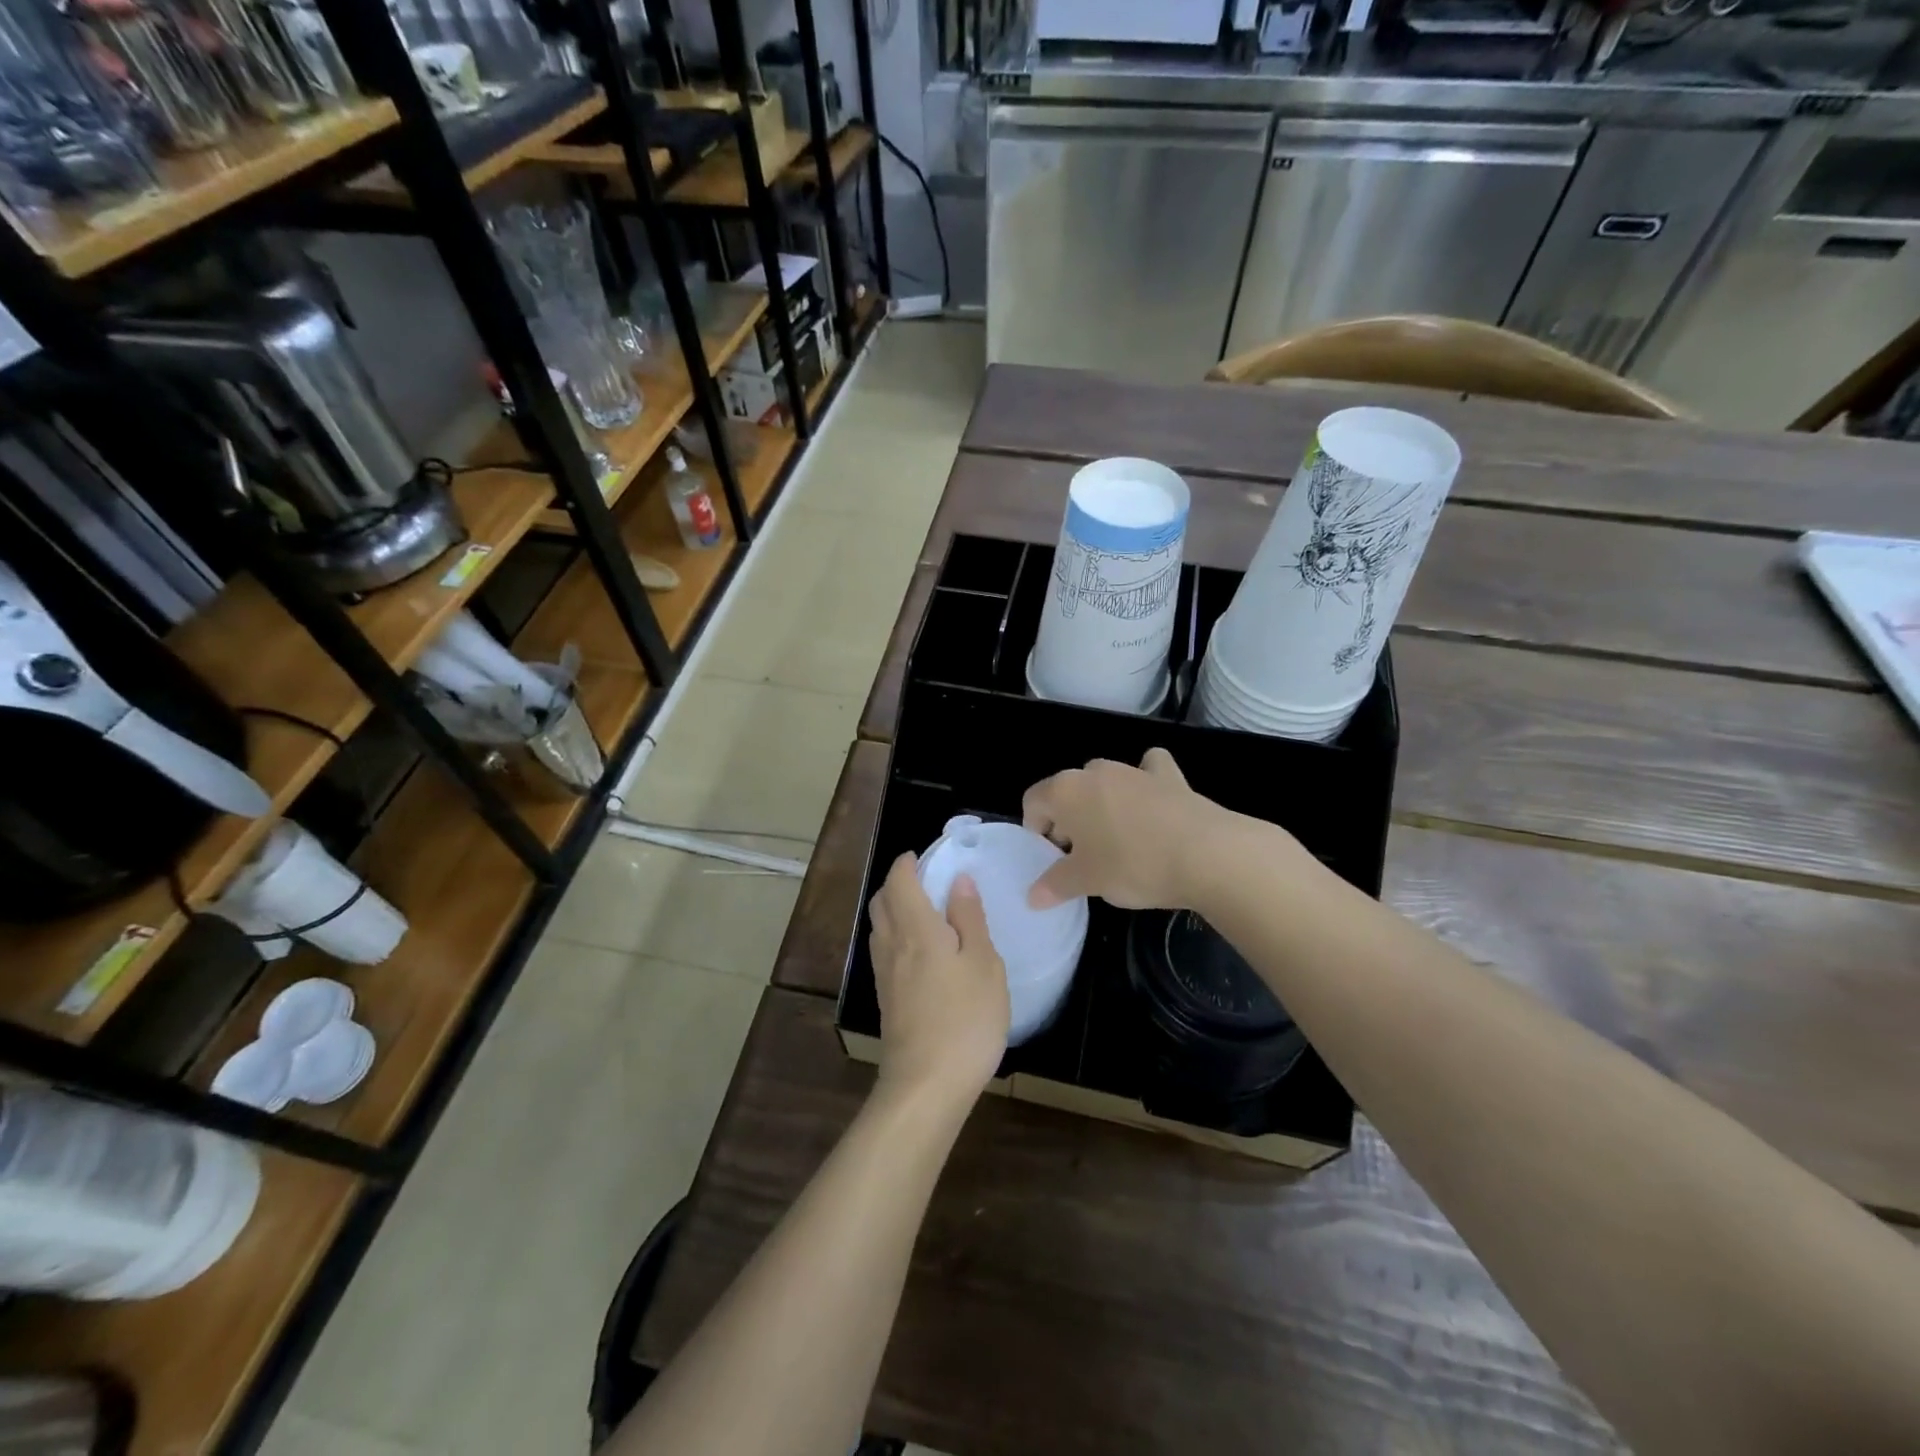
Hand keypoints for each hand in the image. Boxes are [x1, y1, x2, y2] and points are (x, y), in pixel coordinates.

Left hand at [867, 854, 1009, 1106]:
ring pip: (879, 927)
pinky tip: (921, 954)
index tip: (925, 857)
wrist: (925, 1086)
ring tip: (926, 914)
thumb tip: (959, 881)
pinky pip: (884, 952)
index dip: (907, 863)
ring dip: (894, 910)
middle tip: (926, 882)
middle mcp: (892, 945)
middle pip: (881, 901)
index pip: (898, 881)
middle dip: (897, 883)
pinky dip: (897, 937)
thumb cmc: (964, 1020)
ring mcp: (884, 975)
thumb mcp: (983, 964)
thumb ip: (969, 919)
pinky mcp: (886, 1000)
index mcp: (916, 929)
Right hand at [1023, 748, 1237, 910]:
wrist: (1207, 854)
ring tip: (1117, 840)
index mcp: (1065, 791)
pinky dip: (1146, 781)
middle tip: (1083, 856)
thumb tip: (1033, 896)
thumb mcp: (1087, 882)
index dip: (1036, 830)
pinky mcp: (1170, 776)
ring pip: (1105, 781)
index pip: (1033, 801)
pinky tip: (1152, 803)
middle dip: (1069, 819)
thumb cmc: (1132, 865)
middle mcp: (1096, 772)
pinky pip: (1149, 770)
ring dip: (1102, 804)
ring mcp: (1134, 770)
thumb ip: (1055, 885)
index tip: (1052, 858)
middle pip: (1068, 791)